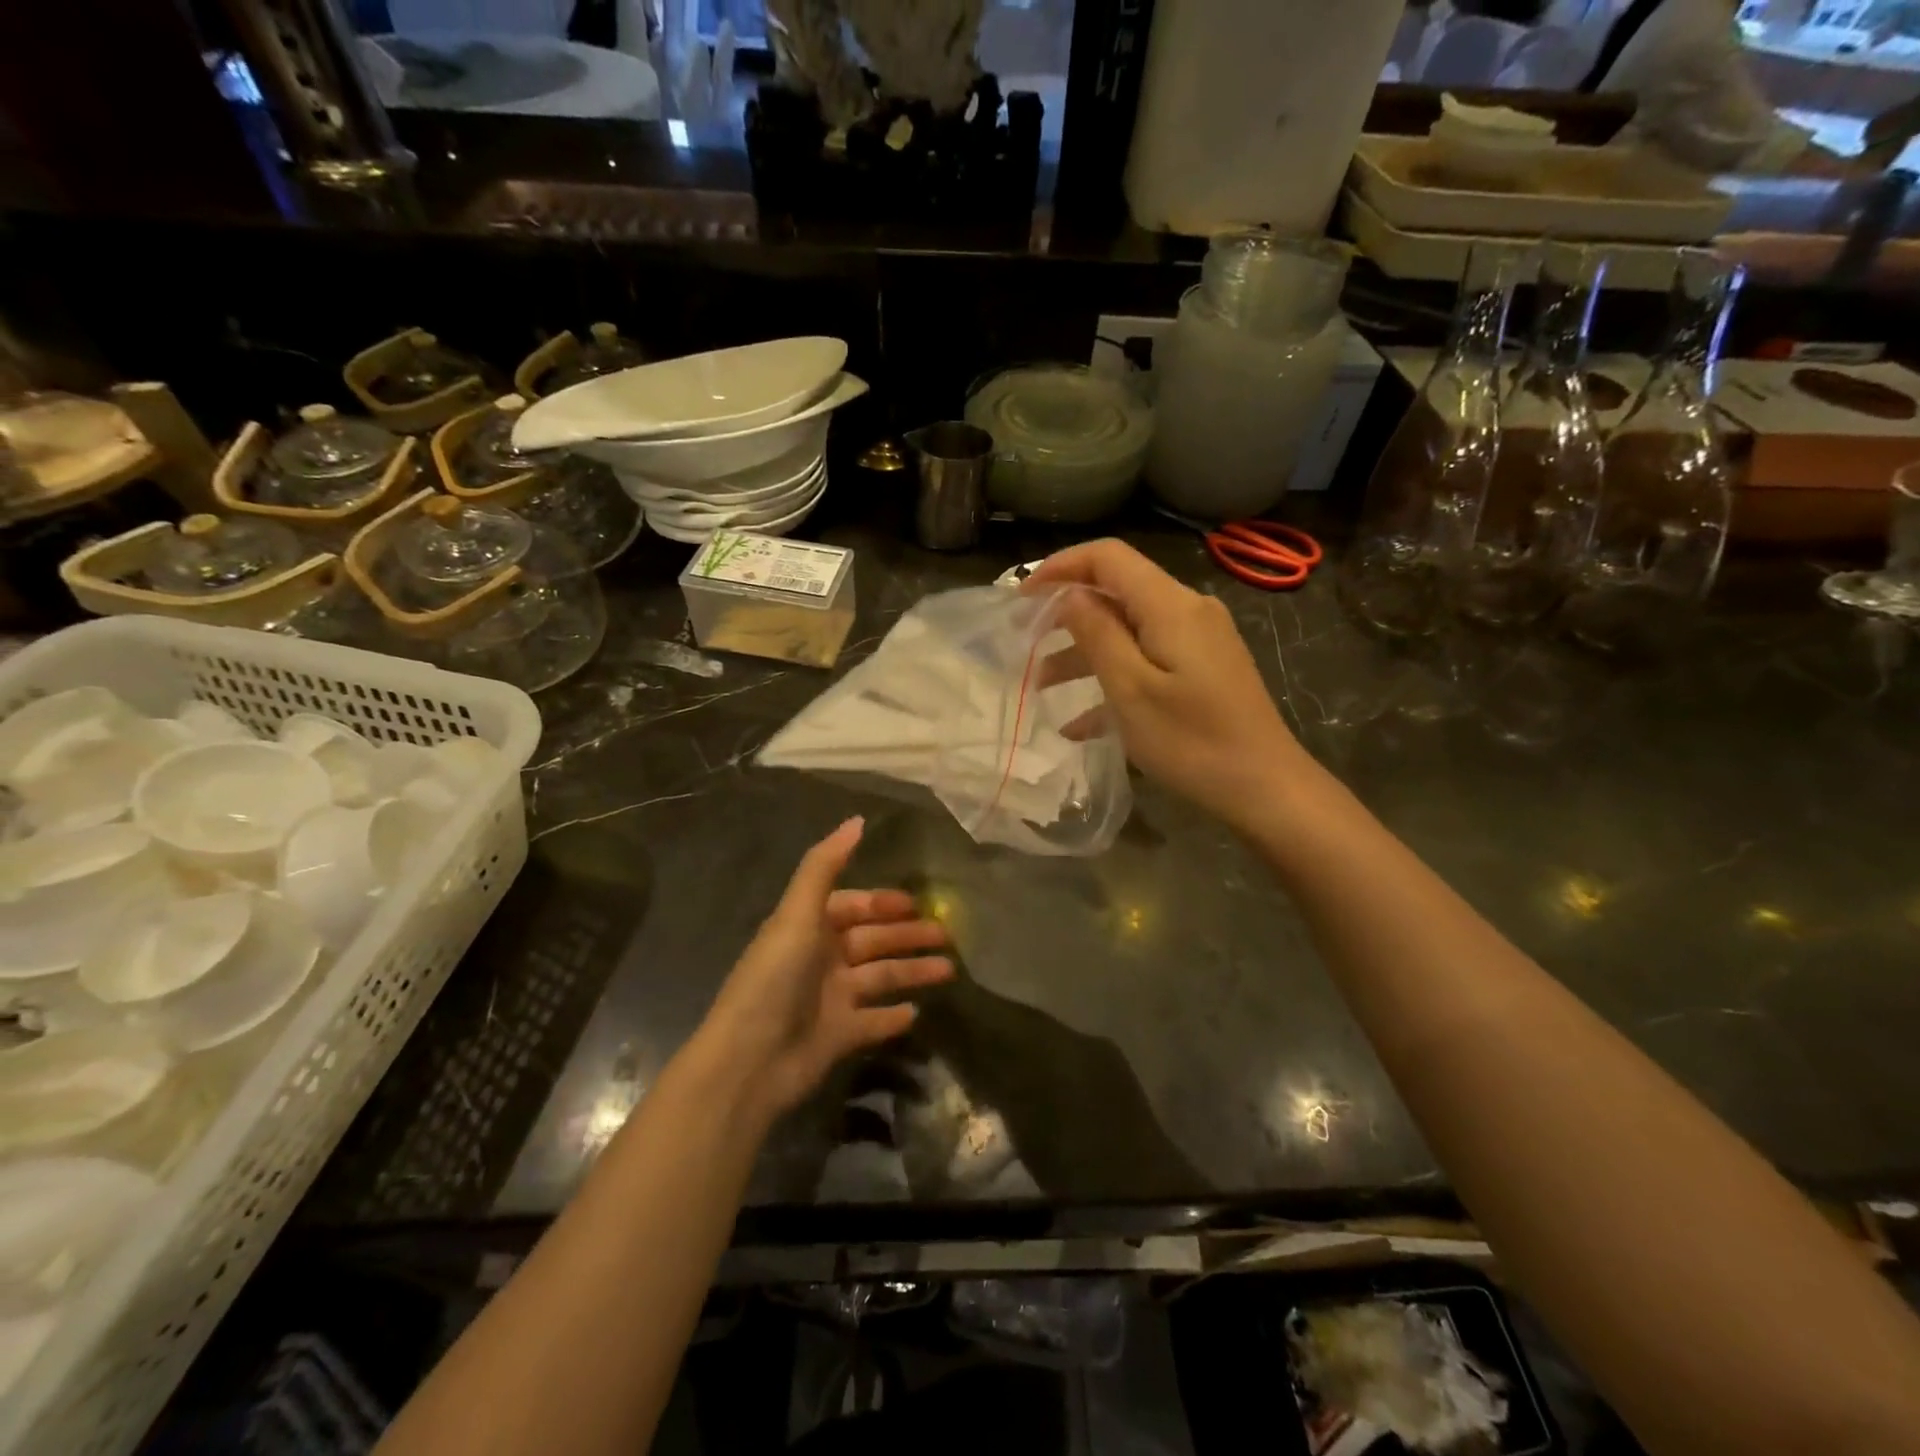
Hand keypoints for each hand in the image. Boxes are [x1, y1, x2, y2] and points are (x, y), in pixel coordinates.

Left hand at [699, 818, 952, 1121]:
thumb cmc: (775, 979)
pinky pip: (873, 1021)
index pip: (852, 906)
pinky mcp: (838, 1036)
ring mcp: (830, 999)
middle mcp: (820, 959)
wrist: (750, 1062)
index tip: (918, 902)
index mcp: (808, 927)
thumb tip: (857, 820)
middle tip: (947, 935)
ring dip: (911, 971)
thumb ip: (825, 866)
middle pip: (872, 940)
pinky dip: (893, 1016)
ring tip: (948, 970)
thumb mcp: (797, 915)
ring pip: (880, 977)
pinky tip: (916, 1012)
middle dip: (907, 935)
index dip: (883, 902)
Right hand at [1025, 539, 1311, 827]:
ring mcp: (1198, 641)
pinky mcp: (1203, 669)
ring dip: (1084, 653)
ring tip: (1041, 686)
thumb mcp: (1131, 689)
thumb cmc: (1191, 741)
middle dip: (1067, 614)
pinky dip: (1113, 679)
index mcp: (1170, 606)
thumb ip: (1097, 634)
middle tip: (1025, 641)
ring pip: (1129, 630)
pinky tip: (1080, 724)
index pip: (1108, 558)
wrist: (1265, 787)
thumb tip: (1070, 595)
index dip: (1061, 567)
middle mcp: (1187, 611)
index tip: (1022, 598)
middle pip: (1117, 592)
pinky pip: (1148, 659)